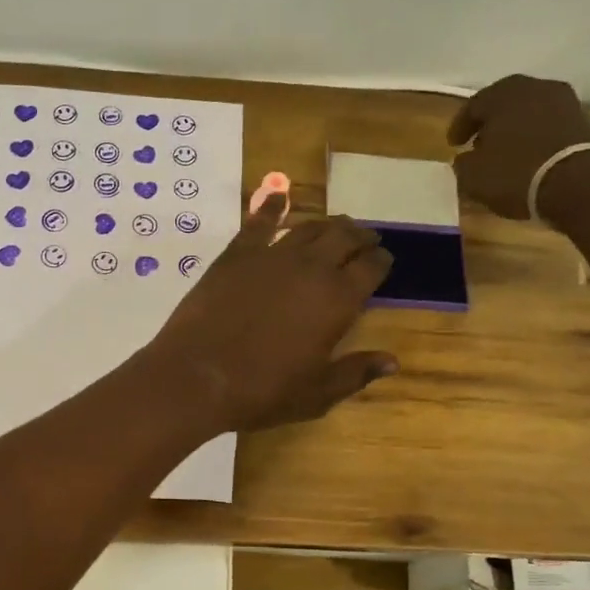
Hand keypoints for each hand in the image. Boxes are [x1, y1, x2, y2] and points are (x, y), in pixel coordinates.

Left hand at [145, 196, 396, 431]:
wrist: (197, 375)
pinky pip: (259, 222)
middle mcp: (311, 267)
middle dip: (360, 236)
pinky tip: (278, 197)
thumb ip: (356, 372)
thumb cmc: (262, 390)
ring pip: (309, 227)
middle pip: (344, 237)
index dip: (381, 261)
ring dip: (327, 224)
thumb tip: (392, 360)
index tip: (384, 260)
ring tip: (336, 226)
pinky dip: (272, 206)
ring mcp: (272, 255)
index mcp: (338, 299)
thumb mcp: (317, 393)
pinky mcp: (237, 254)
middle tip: (366, 239)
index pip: (371, 267)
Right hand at [448, 74, 589, 220]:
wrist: (580, 184)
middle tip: (479, 145)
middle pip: (504, 104)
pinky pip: (550, 127)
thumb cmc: (516, 173)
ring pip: (530, 113)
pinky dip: (537, 139)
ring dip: (516, 131)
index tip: (454, 145)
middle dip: (490, 124)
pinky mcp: (585, 122)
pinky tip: (530, 158)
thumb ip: (463, 163)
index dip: (460, 127)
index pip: (473, 106)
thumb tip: (466, 159)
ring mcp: (565, 102)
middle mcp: (535, 87)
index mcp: (503, 93)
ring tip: (506, 154)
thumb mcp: (473, 176)